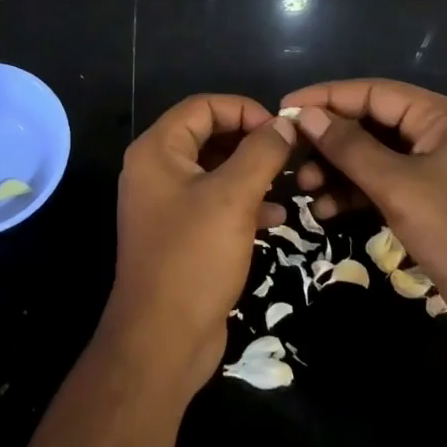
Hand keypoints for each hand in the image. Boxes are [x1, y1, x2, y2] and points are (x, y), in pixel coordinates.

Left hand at [103, 95, 297, 395]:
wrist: (162, 340)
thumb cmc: (194, 257)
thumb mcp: (233, 198)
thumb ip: (260, 153)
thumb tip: (284, 124)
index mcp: (157, 150)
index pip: (203, 106)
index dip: (243, 109)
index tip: (281, 129)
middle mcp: (156, 169)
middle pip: (208, 135)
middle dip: (250, 141)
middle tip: (289, 154)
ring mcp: (167, 203)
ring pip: (215, 170)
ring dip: (251, 172)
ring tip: (289, 181)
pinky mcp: (181, 234)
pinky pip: (215, 203)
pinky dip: (243, 203)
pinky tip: (276, 218)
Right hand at [283, 80, 446, 354]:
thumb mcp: (401, 186)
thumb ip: (350, 148)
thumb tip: (306, 115)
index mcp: (441, 117)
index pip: (373, 92)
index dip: (327, 97)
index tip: (284, 109)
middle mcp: (437, 136)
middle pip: (370, 124)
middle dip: (329, 140)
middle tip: (289, 156)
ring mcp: (434, 173)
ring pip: (372, 158)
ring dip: (337, 171)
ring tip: (303, 190)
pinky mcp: (429, 206)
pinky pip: (381, 187)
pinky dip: (354, 195)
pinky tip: (325, 212)